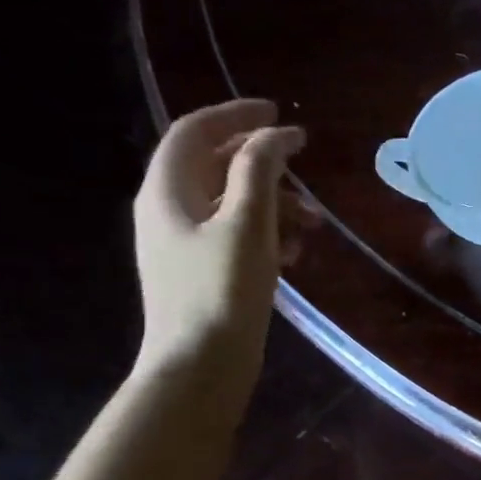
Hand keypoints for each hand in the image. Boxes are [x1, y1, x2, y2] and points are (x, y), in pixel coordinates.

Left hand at [132, 99, 302, 392]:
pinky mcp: (202, 273)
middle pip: (215, 167)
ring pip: (232, 204)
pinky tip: (296, 256)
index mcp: (167, 191)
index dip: (236, 115)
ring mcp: (184, 245)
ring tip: (313, 226)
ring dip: (274, 204)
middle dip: (264, 166)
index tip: (279, 112)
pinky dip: (268, 235)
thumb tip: (276, 136)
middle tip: (305, 169)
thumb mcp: (248, 224)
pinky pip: (236, 237)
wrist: (200, 366)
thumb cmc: (222, 291)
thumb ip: (260, 172)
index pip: (195, 132)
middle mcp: (168, 211)